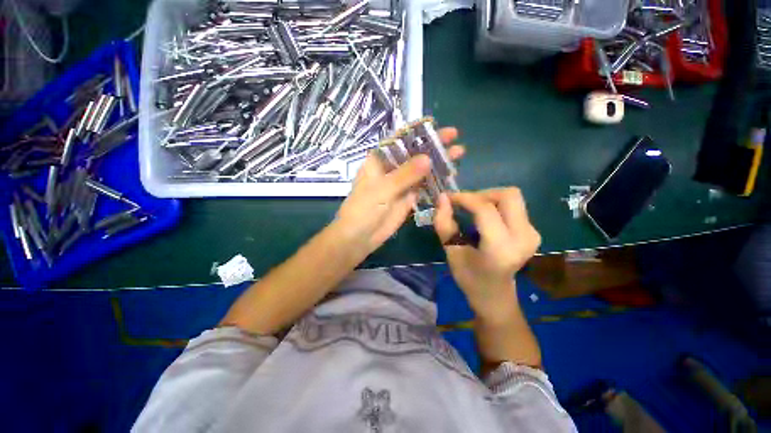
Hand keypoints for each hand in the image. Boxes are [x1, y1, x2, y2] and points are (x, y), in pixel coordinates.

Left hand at [335, 127, 463, 254]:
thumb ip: (405, 174)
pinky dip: (436, 182)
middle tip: (455, 139)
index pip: (400, 141)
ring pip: (421, 170)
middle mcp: (391, 169)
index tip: (437, 126)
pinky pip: (424, 187)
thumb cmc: (364, 208)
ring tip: (458, 155)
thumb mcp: (383, 189)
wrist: (359, 236)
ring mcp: (401, 184)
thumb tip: (428, 158)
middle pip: (414, 154)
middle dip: (433, 146)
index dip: (418, 133)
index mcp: (379, 160)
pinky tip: (450, 176)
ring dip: (438, 163)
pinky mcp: (408, 198)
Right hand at [434, 188, 540, 318]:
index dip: (465, 198)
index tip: (448, 198)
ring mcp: (532, 234)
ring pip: (512, 197)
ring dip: (489, 198)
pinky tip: (484, 217)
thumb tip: (442, 198)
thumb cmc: (469, 277)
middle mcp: (523, 237)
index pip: (485, 209)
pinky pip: (515, 206)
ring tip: (472, 209)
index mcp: (500, 248)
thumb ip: (444, 224)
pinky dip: (496, 204)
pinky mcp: (533, 231)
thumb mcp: (451, 252)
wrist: (495, 295)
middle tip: (464, 204)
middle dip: (482, 194)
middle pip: (508, 195)